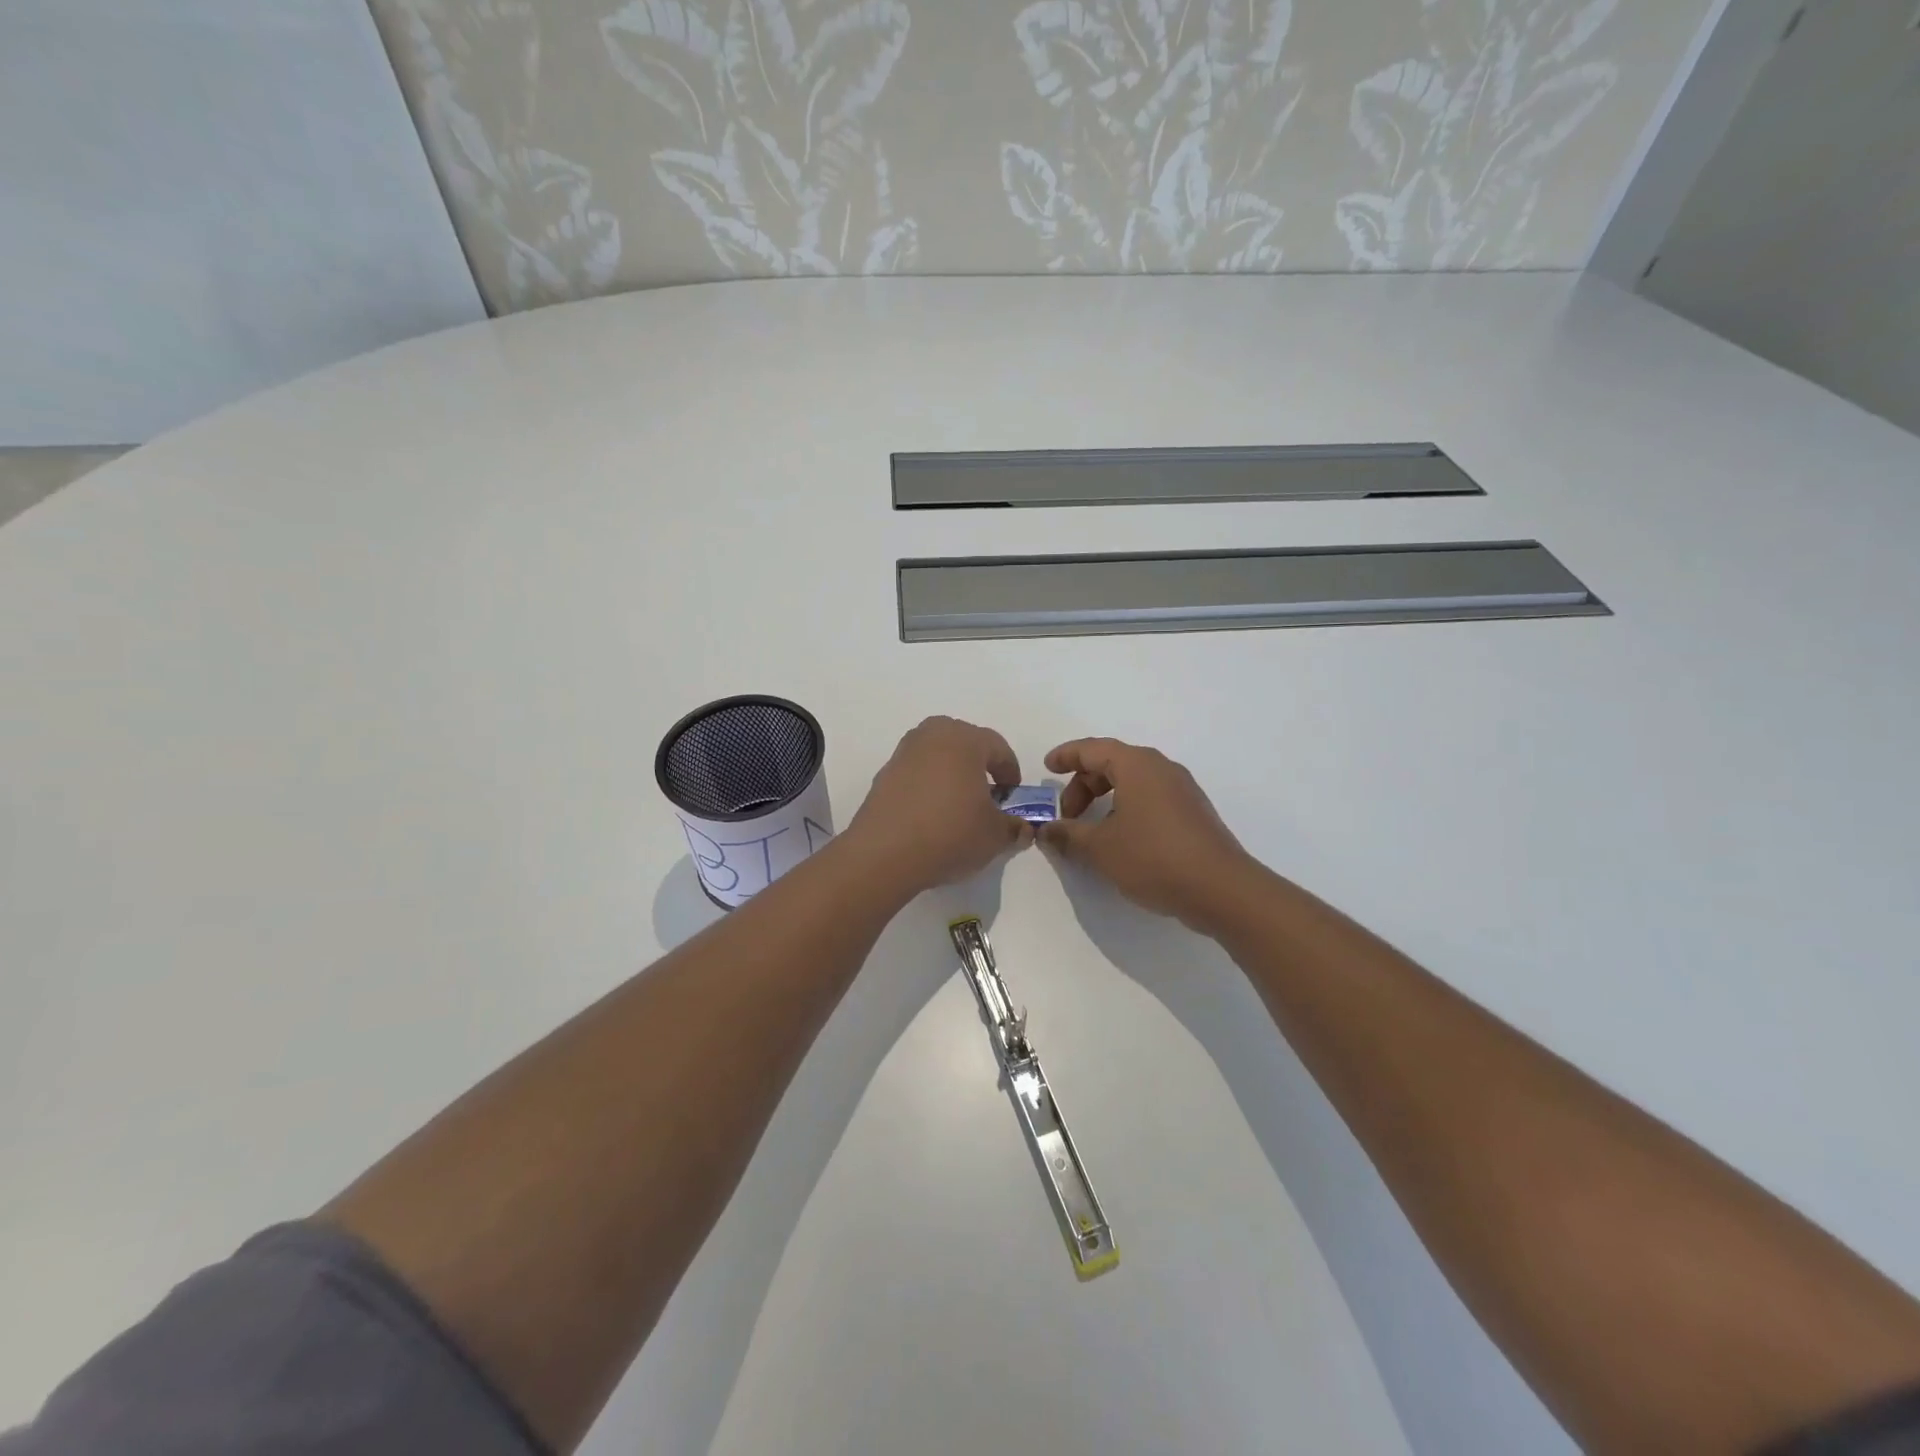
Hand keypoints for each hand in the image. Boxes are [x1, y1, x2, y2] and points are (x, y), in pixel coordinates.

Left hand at [844, 717, 1030, 898]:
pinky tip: (931, 816)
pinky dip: (928, 786)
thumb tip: (1023, 828)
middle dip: (979, 766)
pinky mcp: (884, 774)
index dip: (1011, 772)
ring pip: (938, 756)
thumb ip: (1014, 827)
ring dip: (952, 775)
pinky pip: (916, 773)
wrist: (884, 853)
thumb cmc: (950, 833)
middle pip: (965, 744)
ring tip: (958, 807)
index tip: (1013, 797)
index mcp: (965, 739)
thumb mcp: (995, 836)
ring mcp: (904, 753)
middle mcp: (932, 735)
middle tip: (987, 796)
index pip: (998, 747)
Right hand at [1039, 737, 1253, 930]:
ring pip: (1132, 782)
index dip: (1066, 756)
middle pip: (1112, 764)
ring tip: (1091, 832)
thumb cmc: (1153, 857)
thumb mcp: (1100, 847)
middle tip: (1067, 816)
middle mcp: (1161, 768)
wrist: (1221, 889)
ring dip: (1105, 800)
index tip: (1047, 768)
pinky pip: (1150, 798)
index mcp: (1137, 765)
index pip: (1093, 749)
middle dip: (1083, 786)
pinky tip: (1121, 840)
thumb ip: (1068, 835)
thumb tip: (1047, 830)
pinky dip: (1127, 809)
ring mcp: (1182, 790)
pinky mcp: (1193, 813)